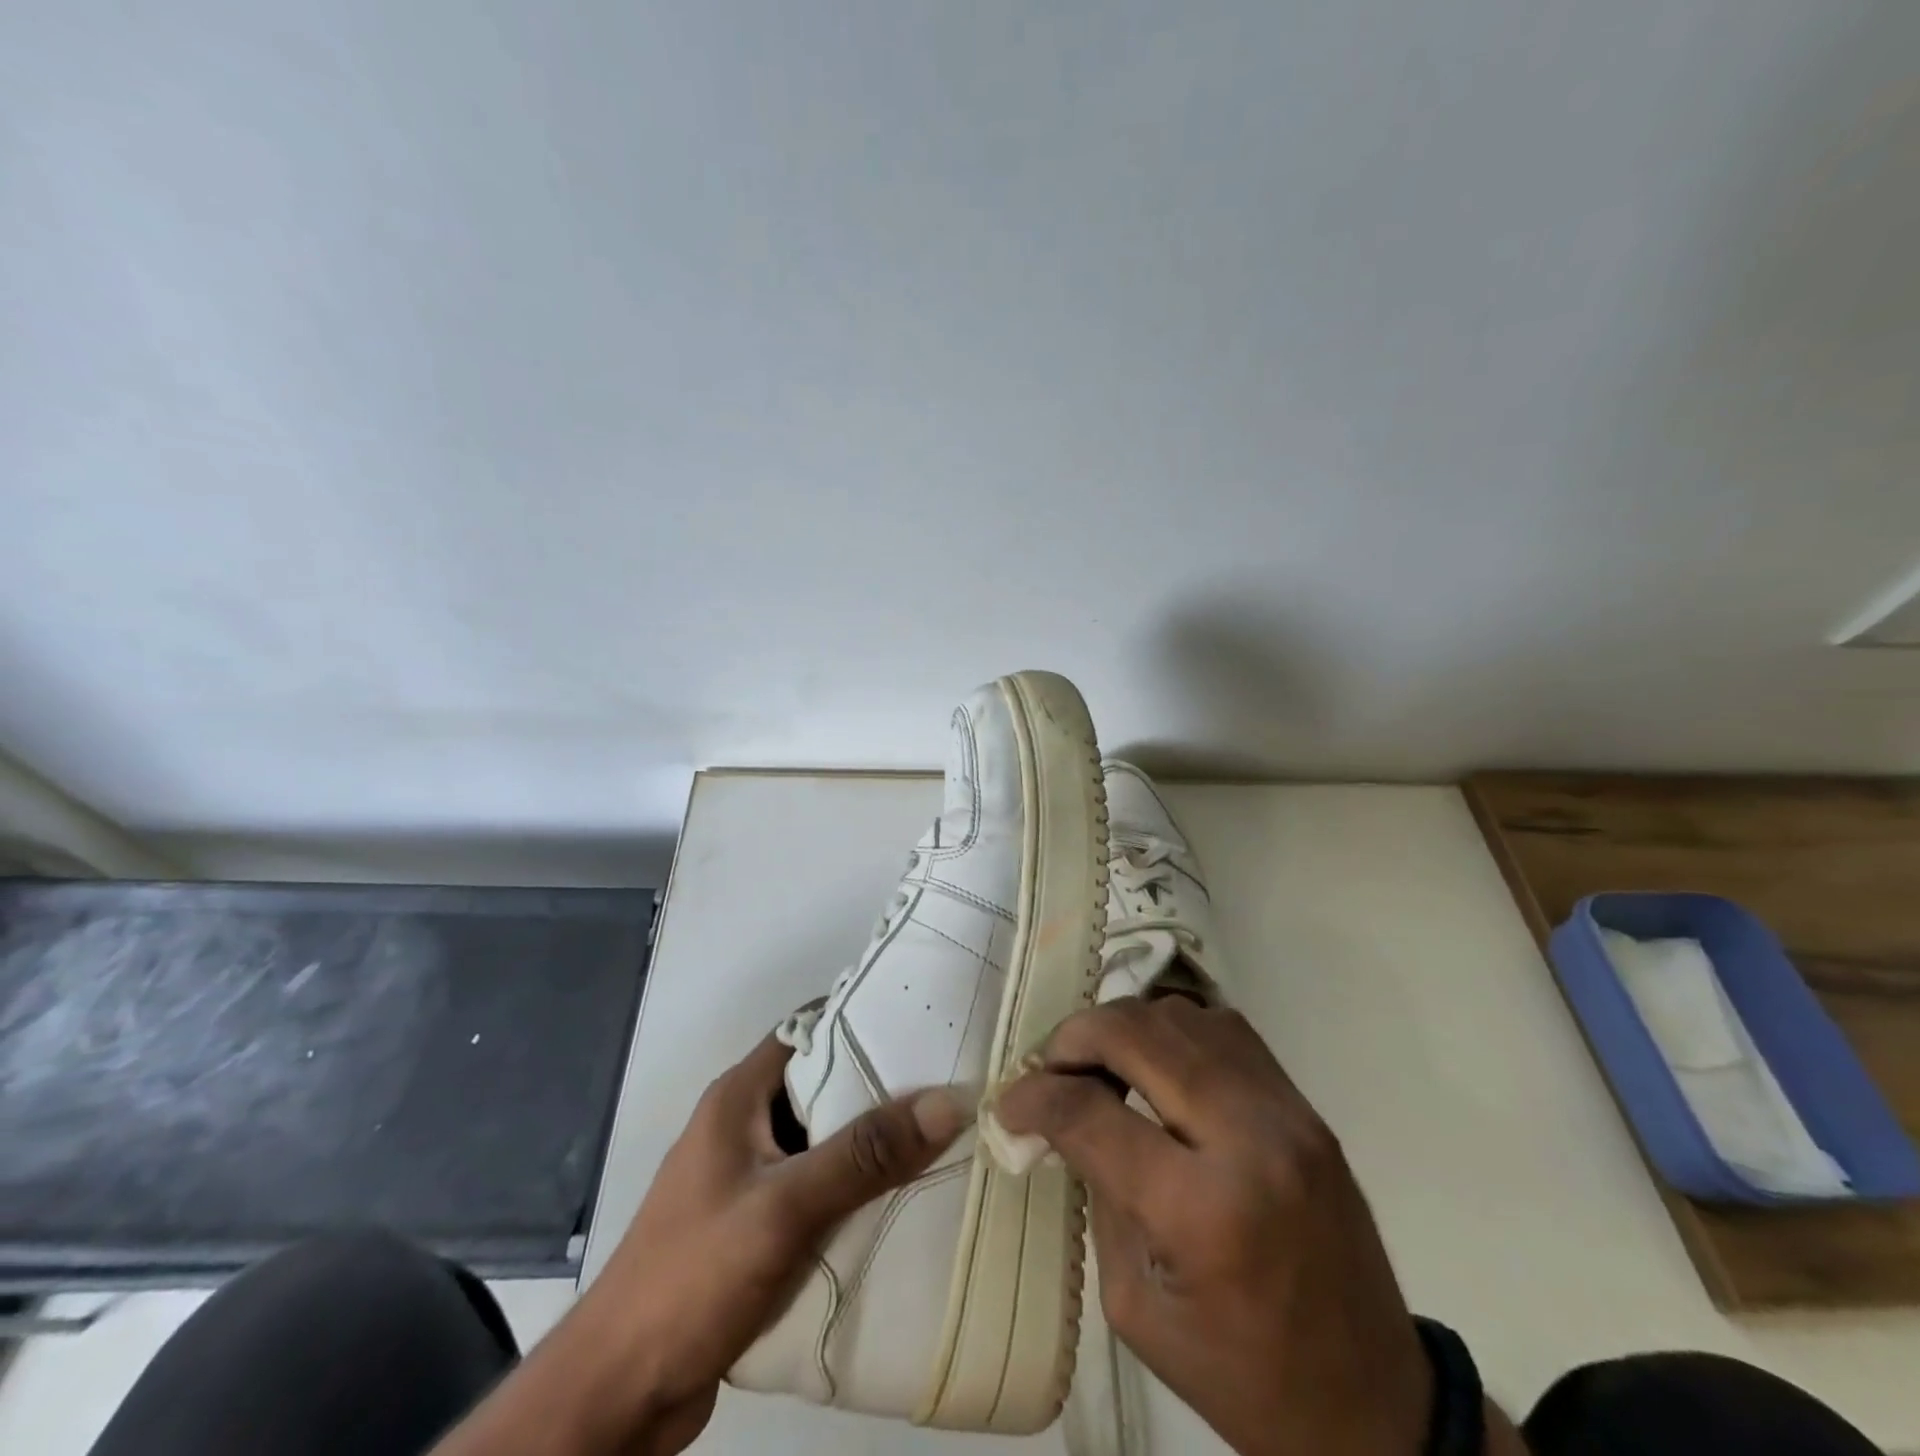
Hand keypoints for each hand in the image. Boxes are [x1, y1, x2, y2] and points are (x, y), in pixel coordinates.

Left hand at [434, 1030, 968, 1455]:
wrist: (618, 1396)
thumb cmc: (693, 1277)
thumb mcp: (785, 1207)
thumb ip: (865, 1154)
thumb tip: (949, 1101)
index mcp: (739, 1096)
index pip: (809, 1030)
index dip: (863, 1019)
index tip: (925, 1023)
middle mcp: (742, 1125)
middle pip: (821, 1085)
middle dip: (880, 1085)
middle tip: (947, 1084)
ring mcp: (746, 1178)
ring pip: (821, 1140)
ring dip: (869, 1143)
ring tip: (939, 1137)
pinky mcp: (753, 1226)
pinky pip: (815, 1189)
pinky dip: (852, 1189)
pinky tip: (899, 1202)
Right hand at [995, 997, 1433, 1455]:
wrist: (1372, 1403)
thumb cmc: (1243, 1377)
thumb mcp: (1138, 1307)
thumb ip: (1098, 1194)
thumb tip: (1062, 1118)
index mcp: (1205, 1211)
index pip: (1092, 1112)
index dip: (1035, 1098)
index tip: (1009, 1105)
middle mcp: (1249, 1137)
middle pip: (1137, 1032)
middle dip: (1074, 1038)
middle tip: (1049, 1069)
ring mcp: (1285, 1110)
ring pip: (1180, 1014)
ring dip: (1123, 1028)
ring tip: (1099, 1064)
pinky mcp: (1303, 1104)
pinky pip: (1222, 1028)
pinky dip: (1172, 1031)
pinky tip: (1154, 1064)